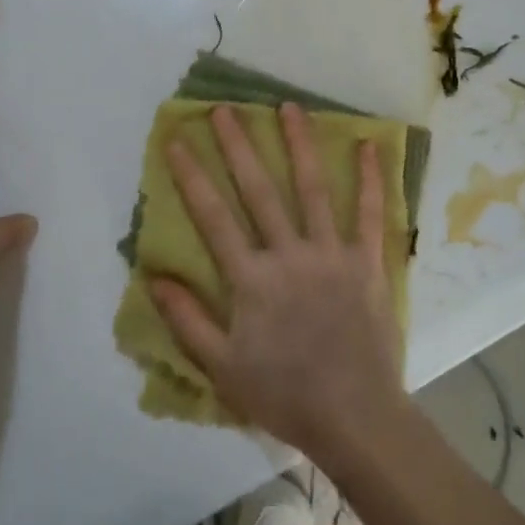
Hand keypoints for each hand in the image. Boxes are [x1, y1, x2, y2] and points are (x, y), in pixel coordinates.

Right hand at [151, 102, 407, 460]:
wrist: (354, 417)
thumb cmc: (284, 394)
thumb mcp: (222, 367)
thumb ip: (187, 319)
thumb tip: (154, 275)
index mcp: (251, 280)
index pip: (213, 218)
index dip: (192, 177)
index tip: (178, 140)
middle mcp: (289, 255)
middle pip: (259, 191)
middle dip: (239, 147)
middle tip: (225, 109)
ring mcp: (332, 254)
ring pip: (312, 189)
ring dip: (300, 145)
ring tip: (289, 107)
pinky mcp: (367, 262)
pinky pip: (371, 215)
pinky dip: (370, 180)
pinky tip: (368, 145)